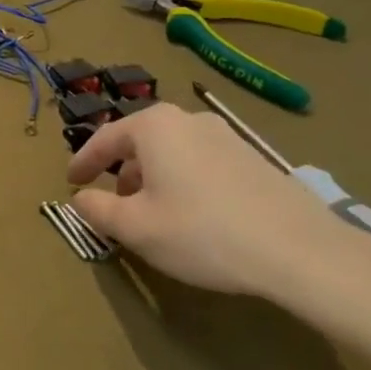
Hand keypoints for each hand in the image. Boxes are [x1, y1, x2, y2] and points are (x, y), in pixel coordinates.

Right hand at [66, 104, 359, 299]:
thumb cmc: (202, 232)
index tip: (71, 182)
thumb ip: (98, 209)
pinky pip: (201, 162)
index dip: (83, 162)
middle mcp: (188, 119)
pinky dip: (184, 181)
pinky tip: (194, 216)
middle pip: (141, 142)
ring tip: (154, 214)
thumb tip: (81, 198)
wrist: (299, 250)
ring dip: (154, 178)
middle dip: (122, 172)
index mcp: (154, 126)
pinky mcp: (253, 157)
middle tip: (114, 203)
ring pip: (173, 152)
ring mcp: (225, 135)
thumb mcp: (137, 228)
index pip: (105, 139)